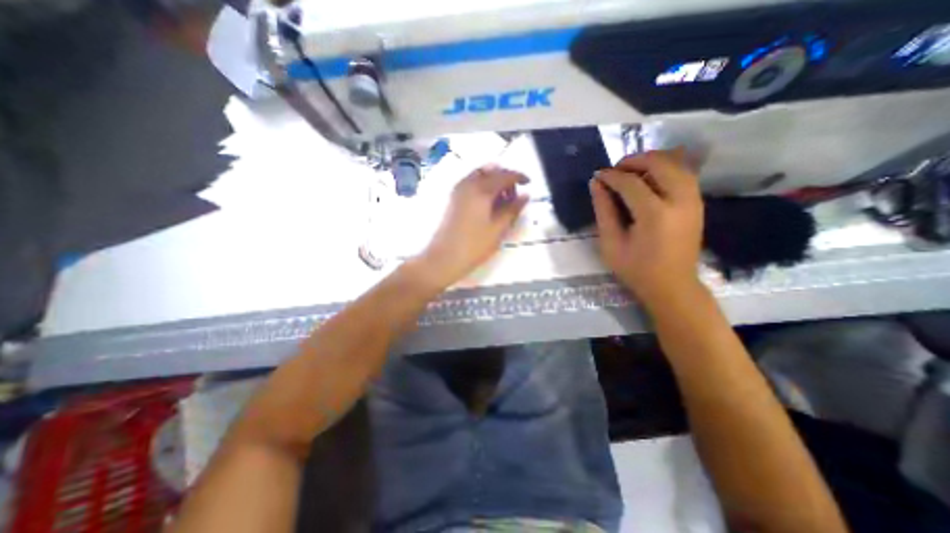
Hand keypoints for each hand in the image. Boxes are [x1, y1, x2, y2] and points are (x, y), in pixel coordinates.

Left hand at [419, 166, 531, 286]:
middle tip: (514, 196)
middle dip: (505, 178)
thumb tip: (525, 195)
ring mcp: (458, 191)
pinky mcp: (453, 199)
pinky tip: (488, 204)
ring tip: (502, 202)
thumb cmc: (474, 245)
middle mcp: (468, 184)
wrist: (444, 257)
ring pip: (480, 176)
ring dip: (493, 182)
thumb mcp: (498, 229)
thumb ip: (513, 209)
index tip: (528, 183)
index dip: (518, 176)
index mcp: (481, 190)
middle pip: (491, 171)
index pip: (504, 175)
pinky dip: (482, 187)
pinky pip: (471, 184)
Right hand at [592, 149, 702, 307]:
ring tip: (630, 172)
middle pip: (659, 163)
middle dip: (633, 160)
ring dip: (651, 161)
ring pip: (675, 163)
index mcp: (655, 214)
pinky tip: (649, 179)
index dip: (611, 176)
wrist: (672, 286)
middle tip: (614, 170)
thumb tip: (596, 184)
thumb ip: (603, 211)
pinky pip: (683, 173)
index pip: (630, 183)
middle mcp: (680, 200)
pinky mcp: (697, 203)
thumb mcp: (611, 244)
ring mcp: (693, 200)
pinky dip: (665, 169)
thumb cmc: (636, 269)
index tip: (597, 175)